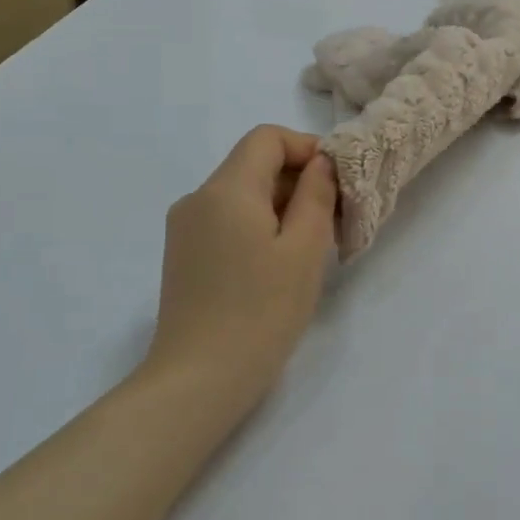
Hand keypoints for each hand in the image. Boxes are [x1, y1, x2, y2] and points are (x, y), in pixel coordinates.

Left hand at [149, 126, 338, 406]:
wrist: (197, 381)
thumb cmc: (261, 312)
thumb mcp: (304, 249)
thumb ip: (316, 194)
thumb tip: (320, 162)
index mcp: (226, 189)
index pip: (267, 138)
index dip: (306, 148)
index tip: (336, 182)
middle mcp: (198, 198)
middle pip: (253, 164)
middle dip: (297, 180)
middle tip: (334, 220)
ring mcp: (185, 228)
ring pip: (242, 194)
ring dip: (280, 206)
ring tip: (310, 247)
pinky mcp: (183, 255)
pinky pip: (227, 220)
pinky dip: (258, 225)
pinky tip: (277, 264)